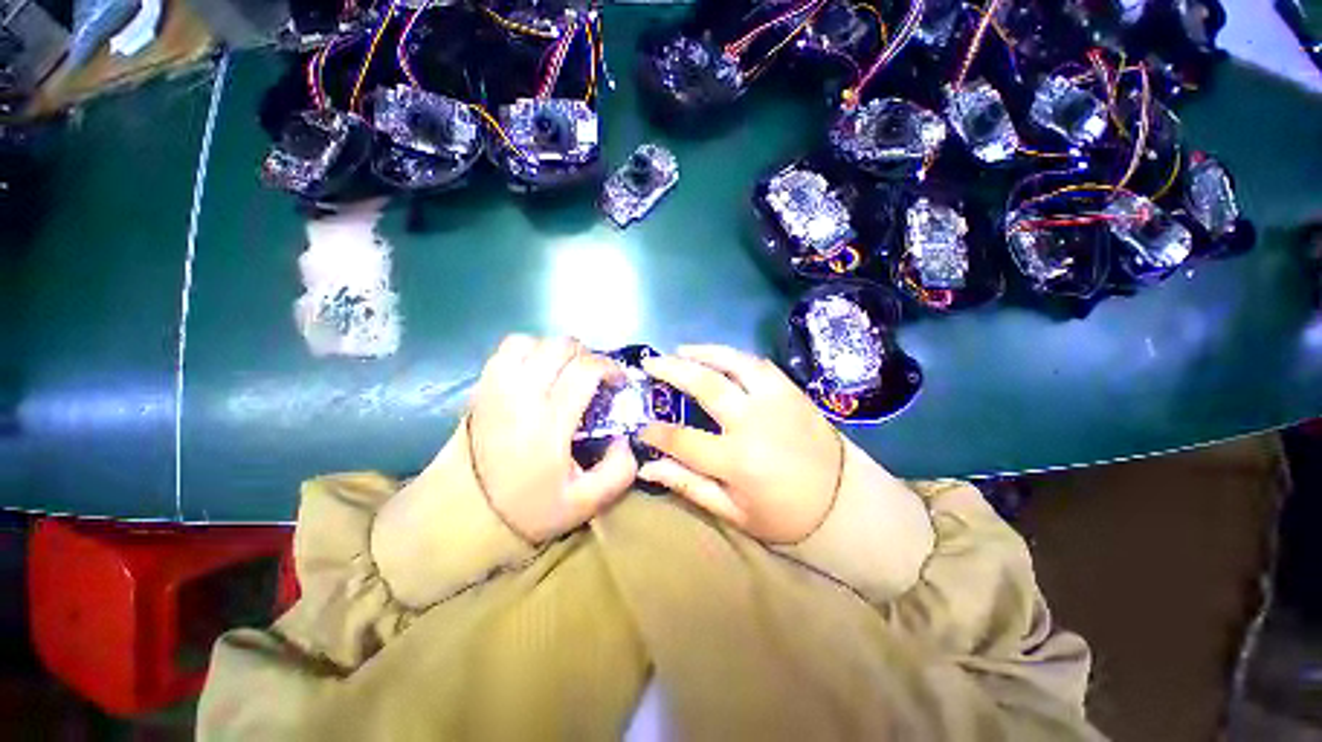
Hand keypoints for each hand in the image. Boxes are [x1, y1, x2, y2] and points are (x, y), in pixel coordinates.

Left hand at [468, 335, 638, 542]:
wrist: (464, 514)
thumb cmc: (528, 508)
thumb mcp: (585, 504)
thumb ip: (618, 472)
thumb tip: (624, 439)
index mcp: (549, 422)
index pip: (585, 369)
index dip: (610, 367)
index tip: (618, 383)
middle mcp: (521, 395)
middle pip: (560, 346)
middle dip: (587, 356)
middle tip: (594, 379)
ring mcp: (496, 386)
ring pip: (532, 341)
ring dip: (557, 352)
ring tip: (565, 373)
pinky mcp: (481, 386)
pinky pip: (507, 349)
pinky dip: (529, 351)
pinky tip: (537, 372)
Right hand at [637, 345, 843, 543]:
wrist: (845, 503)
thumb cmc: (785, 515)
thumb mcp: (733, 512)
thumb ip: (688, 485)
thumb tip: (646, 466)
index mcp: (738, 460)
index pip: (682, 439)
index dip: (655, 431)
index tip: (641, 427)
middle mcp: (755, 422)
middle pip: (706, 385)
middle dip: (671, 370)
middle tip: (649, 363)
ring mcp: (776, 400)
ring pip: (734, 363)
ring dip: (704, 352)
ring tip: (680, 350)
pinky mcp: (792, 391)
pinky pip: (759, 364)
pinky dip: (733, 356)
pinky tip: (718, 356)